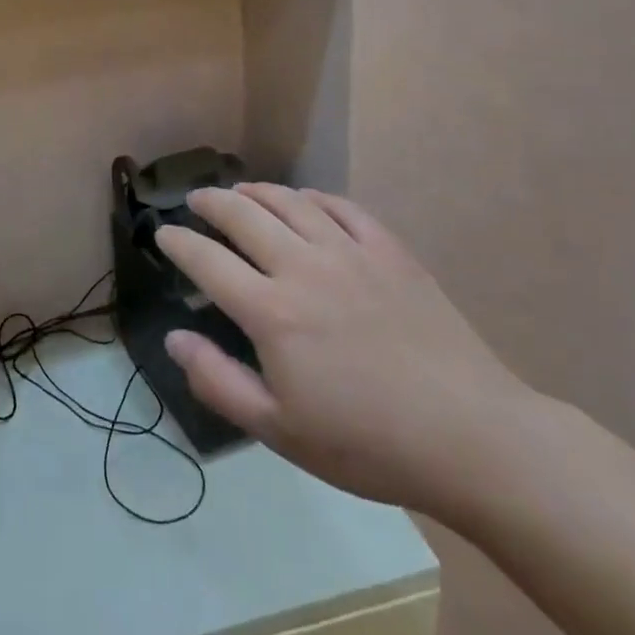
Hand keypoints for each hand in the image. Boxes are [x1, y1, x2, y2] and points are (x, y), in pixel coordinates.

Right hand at [158, 184, 538, 521]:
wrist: (471, 438)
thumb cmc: (367, 443)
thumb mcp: (279, 430)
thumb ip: (217, 381)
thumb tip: (174, 337)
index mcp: (272, 312)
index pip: (207, 261)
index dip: (178, 242)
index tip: (163, 234)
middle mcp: (304, 268)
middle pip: (244, 216)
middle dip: (211, 203)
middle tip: (195, 201)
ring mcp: (351, 254)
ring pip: (291, 202)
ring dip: (257, 191)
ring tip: (240, 191)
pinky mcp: (391, 253)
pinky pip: (343, 208)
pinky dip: (314, 197)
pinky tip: (305, 201)